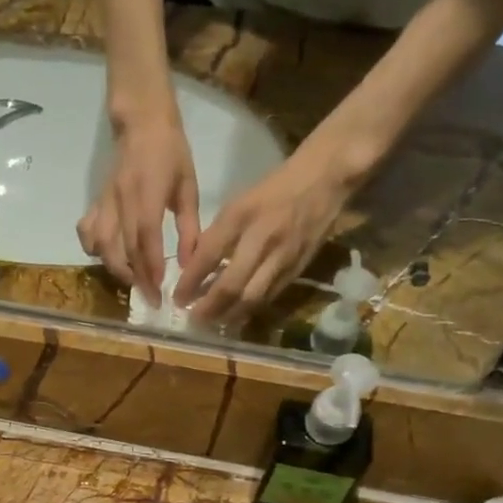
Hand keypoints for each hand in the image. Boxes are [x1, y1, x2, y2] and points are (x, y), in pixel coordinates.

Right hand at [77, 113, 199, 305]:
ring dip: (115, 268)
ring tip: (132, 282)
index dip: (150, 268)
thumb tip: (188, 265)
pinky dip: (93, 249)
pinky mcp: (97, 201)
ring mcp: (105, 202)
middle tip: (149, 298)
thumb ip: (190, 228)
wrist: (142, 122)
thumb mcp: (189, 188)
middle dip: (135, 278)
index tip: (159, 292)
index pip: (145, 238)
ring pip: (100, 244)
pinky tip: (106, 257)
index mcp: (147, 194)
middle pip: (122, 248)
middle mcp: (121, 200)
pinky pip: (87, 231)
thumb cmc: (172, 153)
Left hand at [176, 159, 347, 326]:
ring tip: (212, 324)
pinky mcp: (297, 268)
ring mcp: (282, 256)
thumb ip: (218, 235)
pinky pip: (270, 296)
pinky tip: (237, 316)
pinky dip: (250, 309)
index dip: (190, 282)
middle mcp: (261, 238)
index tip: (177, 298)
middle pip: (230, 285)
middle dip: (208, 308)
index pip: (208, 257)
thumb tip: (196, 268)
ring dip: (229, 315)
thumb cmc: (273, 189)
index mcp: (240, 216)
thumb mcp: (238, 203)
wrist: (324, 179)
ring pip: (251, 298)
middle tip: (193, 319)